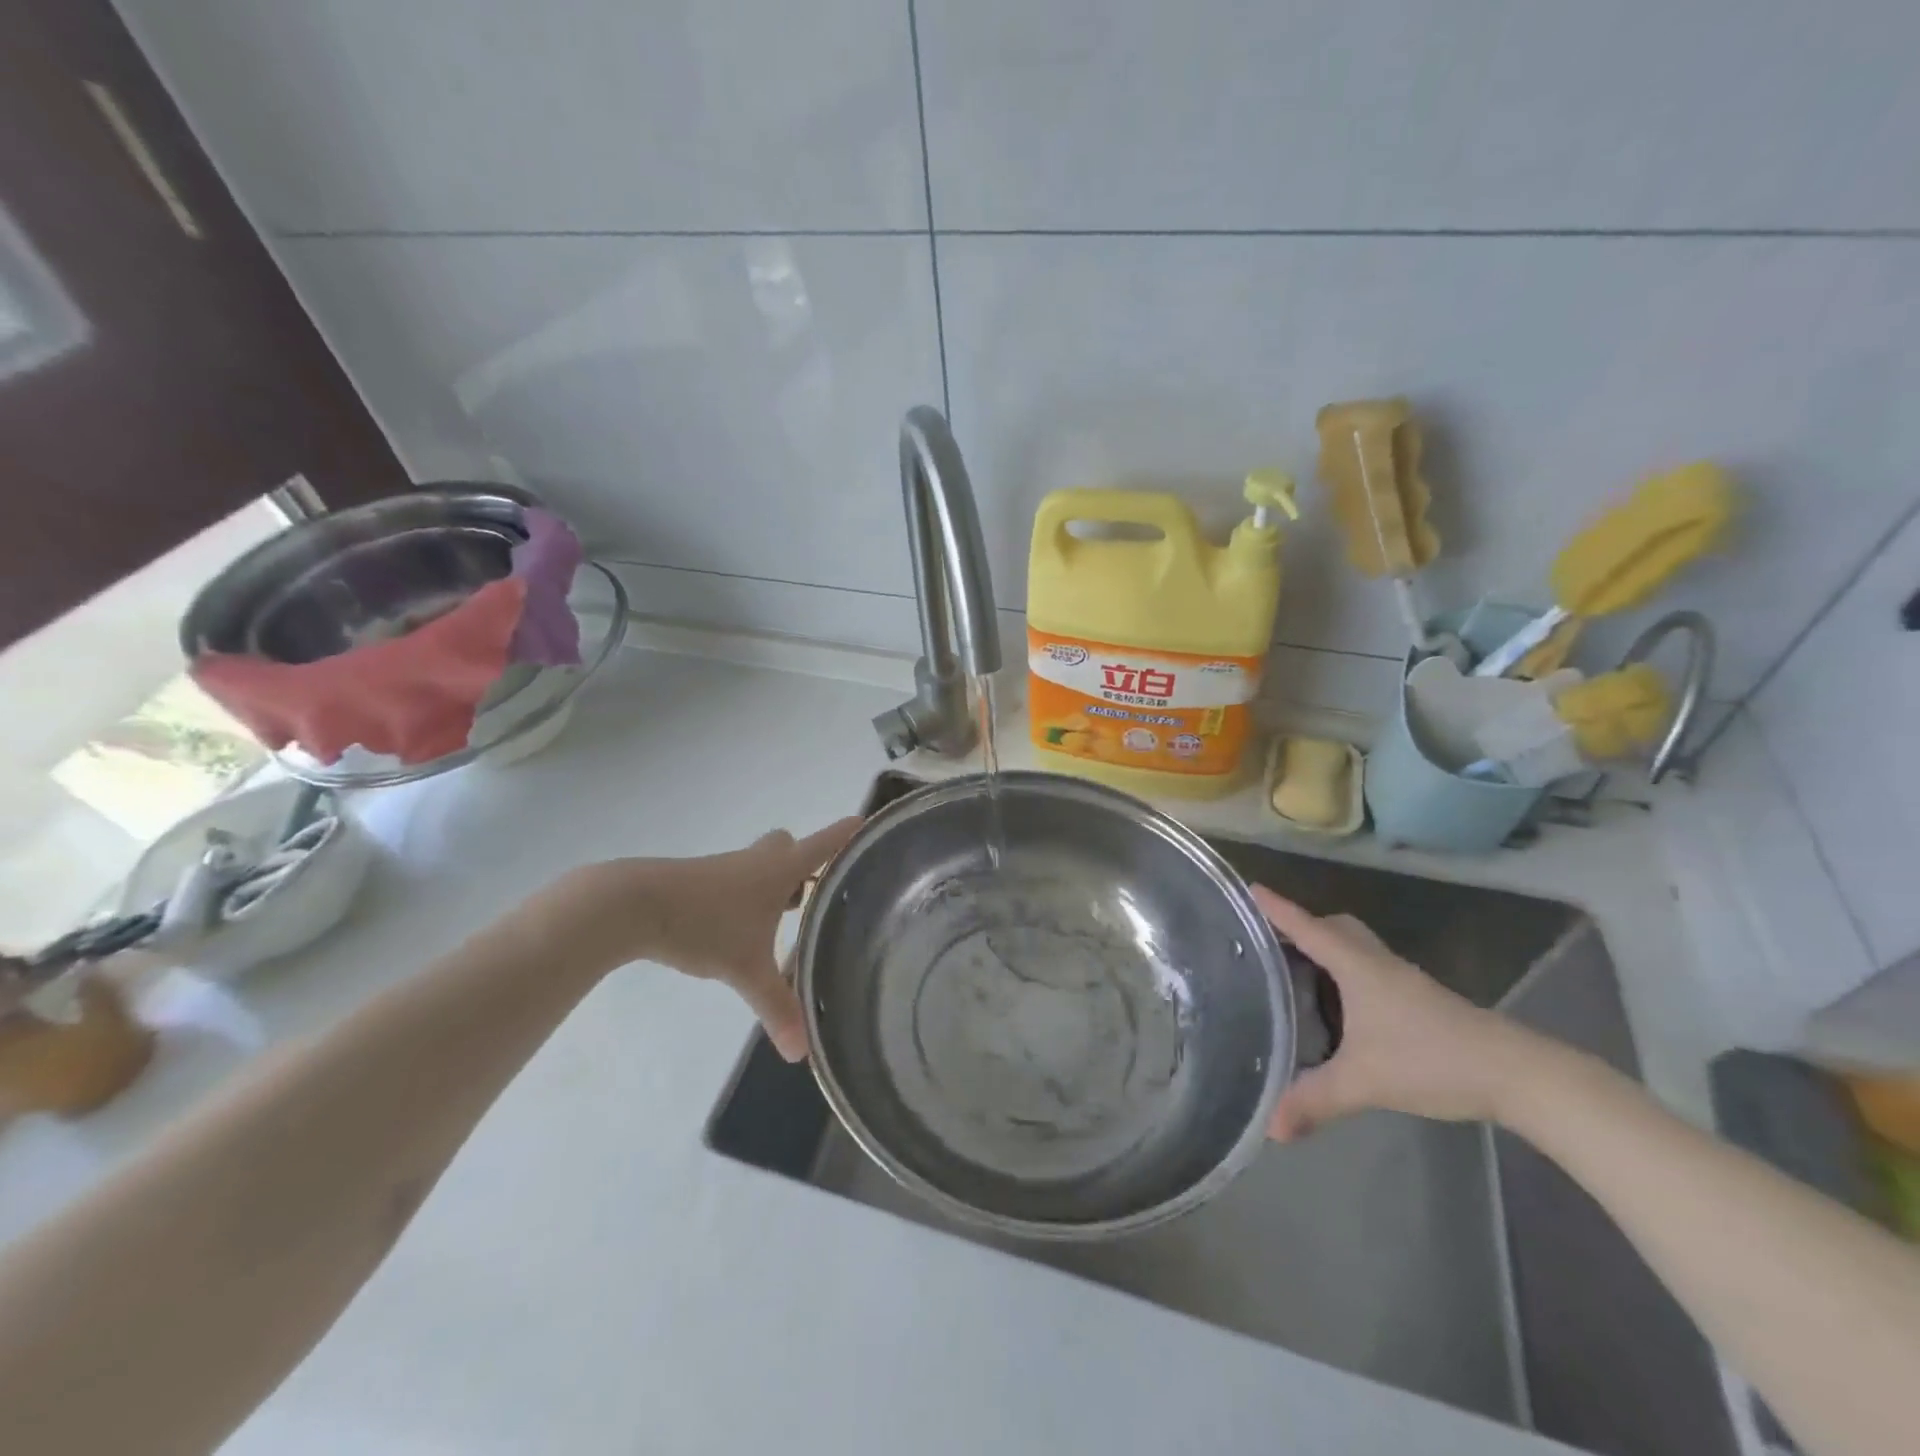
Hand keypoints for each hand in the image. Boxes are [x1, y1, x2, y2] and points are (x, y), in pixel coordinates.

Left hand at [562, 817, 861, 1061]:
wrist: (632, 905)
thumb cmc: (703, 924)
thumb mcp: (745, 969)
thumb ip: (776, 1007)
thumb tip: (801, 1054)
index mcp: (779, 869)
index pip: (825, 843)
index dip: (848, 834)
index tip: (868, 824)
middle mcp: (757, 861)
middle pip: (789, 848)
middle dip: (805, 866)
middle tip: (817, 895)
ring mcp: (725, 869)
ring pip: (760, 866)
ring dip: (774, 884)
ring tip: (783, 921)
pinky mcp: (698, 881)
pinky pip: (735, 881)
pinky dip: (746, 898)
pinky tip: (740, 930)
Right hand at [1253, 887, 1548, 1139]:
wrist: (1516, 1074)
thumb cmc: (1432, 1060)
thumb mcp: (1365, 1082)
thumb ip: (1316, 1101)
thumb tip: (1270, 1128)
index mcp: (1356, 966)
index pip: (1307, 927)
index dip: (1277, 909)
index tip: (1250, 888)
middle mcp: (1376, 962)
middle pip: (1335, 927)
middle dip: (1304, 926)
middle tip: (1272, 941)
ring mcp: (1402, 980)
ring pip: (1356, 947)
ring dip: (1327, 947)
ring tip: (1297, 970)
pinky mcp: (1418, 999)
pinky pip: (1370, 968)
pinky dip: (1347, 972)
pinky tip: (1342, 1005)